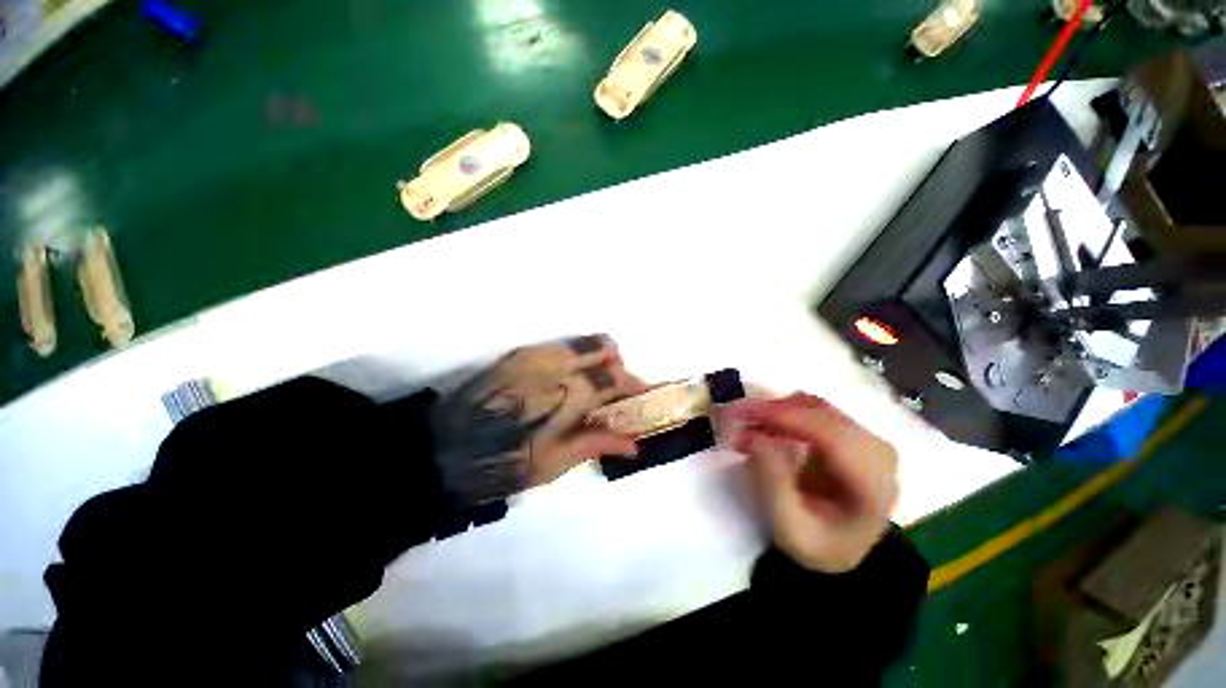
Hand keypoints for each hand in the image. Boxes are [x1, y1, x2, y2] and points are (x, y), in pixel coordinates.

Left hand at [429, 335, 645, 506]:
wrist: (445, 447)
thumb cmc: (505, 462)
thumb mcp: (556, 462)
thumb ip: (598, 443)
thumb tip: (634, 445)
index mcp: (569, 393)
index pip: (614, 377)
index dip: (634, 383)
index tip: (642, 392)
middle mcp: (557, 364)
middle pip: (603, 348)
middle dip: (618, 365)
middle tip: (616, 389)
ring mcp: (536, 354)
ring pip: (582, 340)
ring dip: (597, 356)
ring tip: (593, 381)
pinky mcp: (519, 353)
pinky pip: (559, 344)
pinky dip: (575, 355)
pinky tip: (566, 377)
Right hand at [721, 393, 898, 573]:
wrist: (840, 548)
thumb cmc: (817, 546)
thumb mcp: (791, 530)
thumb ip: (774, 485)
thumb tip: (754, 437)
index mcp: (874, 486)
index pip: (833, 436)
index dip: (788, 418)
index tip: (745, 413)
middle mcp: (878, 455)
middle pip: (823, 414)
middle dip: (774, 410)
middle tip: (734, 415)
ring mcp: (865, 439)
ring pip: (815, 406)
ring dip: (776, 408)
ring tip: (744, 421)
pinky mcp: (849, 432)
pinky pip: (812, 409)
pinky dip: (783, 411)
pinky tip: (762, 423)